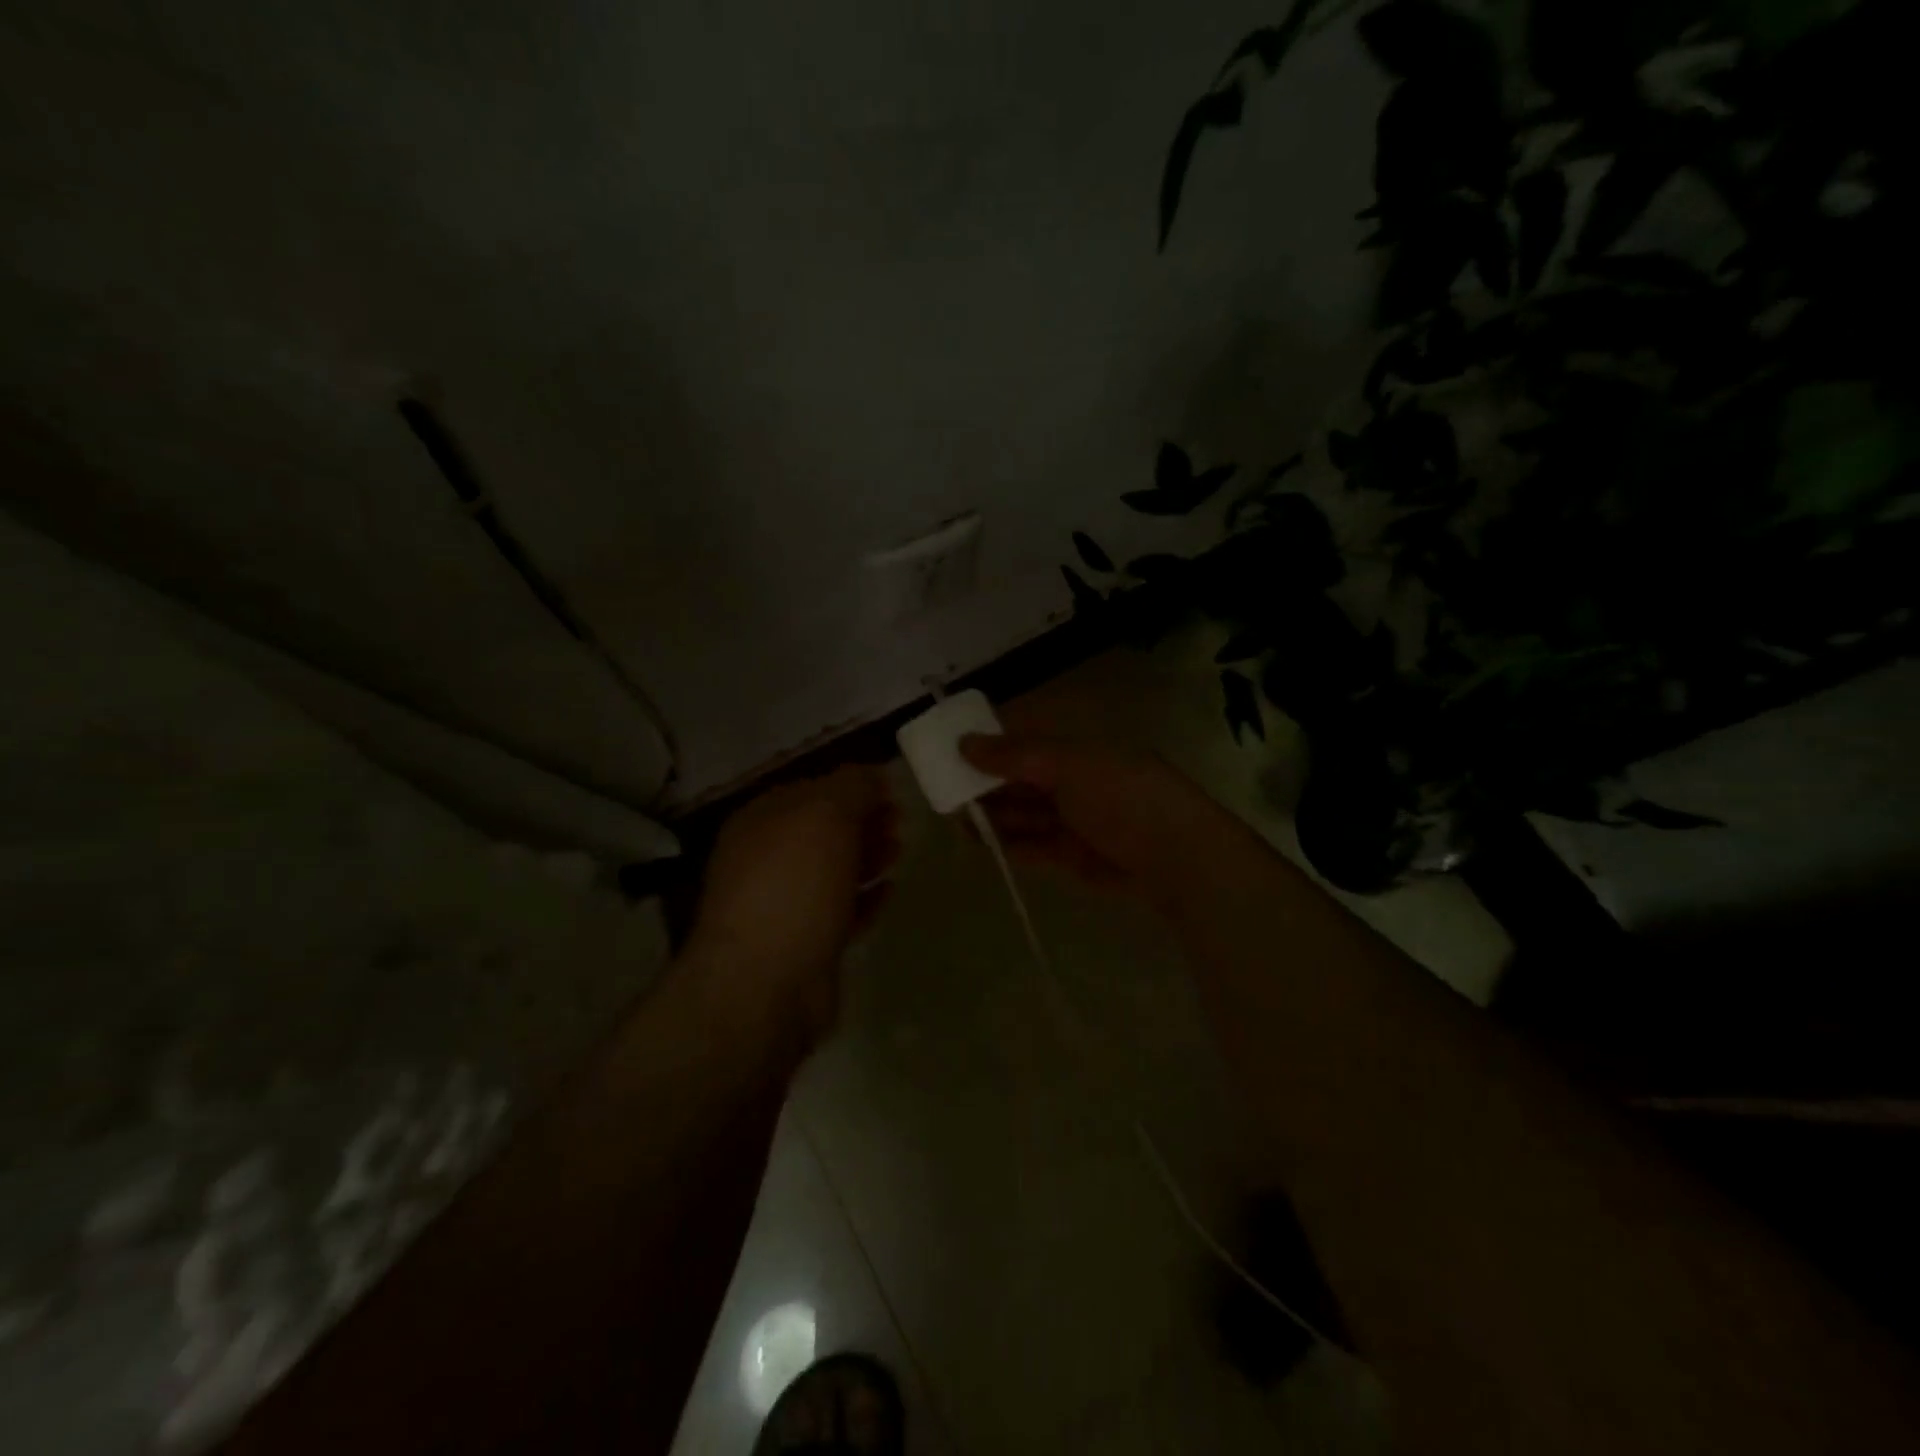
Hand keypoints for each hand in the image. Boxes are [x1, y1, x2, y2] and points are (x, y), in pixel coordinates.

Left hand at [685, 765, 897, 1046]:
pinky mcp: (803, 944)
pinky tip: (889, 892)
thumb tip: (873, 774)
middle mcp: (764, 858)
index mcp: (760, 820)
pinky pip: (839, 911)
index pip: (811, 788)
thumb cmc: (793, 886)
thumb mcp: (825, 816)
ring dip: (866, 856)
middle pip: (822, 830)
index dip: (852, 786)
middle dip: (863, 821)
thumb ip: (852, 787)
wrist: (764, 986)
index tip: (893, 790)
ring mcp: (781, 904)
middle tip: (901, 821)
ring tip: (899, 851)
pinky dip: (864, 898)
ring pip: (831, 870)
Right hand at [960, 734, 1249, 912]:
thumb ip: (1015, 756)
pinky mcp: (1076, 854)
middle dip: (986, 783)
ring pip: (1025, 812)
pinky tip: (984, 844)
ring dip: (993, 815)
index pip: (1027, 738)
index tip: (954, 749)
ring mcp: (1077, 818)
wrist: (1178, 859)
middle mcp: (1077, 778)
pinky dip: (1011, 843)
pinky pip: (1035, 844)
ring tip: (957, 821)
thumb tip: (964, 742)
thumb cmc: (1123, 797)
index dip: (991, 742)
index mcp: (1080, 747)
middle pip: (1022, 777)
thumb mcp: (1068, 766)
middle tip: (946, 791)